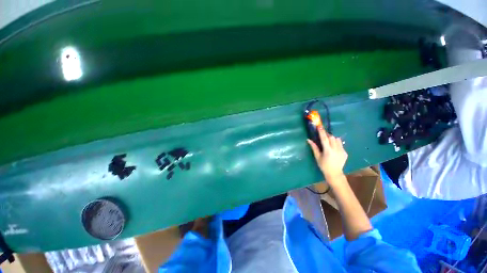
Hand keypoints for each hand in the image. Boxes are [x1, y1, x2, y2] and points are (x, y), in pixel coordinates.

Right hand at [307, 126, 347, 180]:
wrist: (334, 173)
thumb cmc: (323, 165)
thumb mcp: (317, 157)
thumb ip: (314, 147)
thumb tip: (308, 140)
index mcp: (328, 151)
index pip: (324, 139)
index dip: (321, 132)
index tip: (319, 126)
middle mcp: (336, 149)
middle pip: (332, 137)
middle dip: (327, 135)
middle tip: (323, 136)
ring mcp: (342, 151)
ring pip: (337, 140)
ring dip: (332, 139)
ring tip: (329, 142)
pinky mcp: (345, 152)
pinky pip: (340, 144)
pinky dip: (336, 144)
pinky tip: (333, 148)